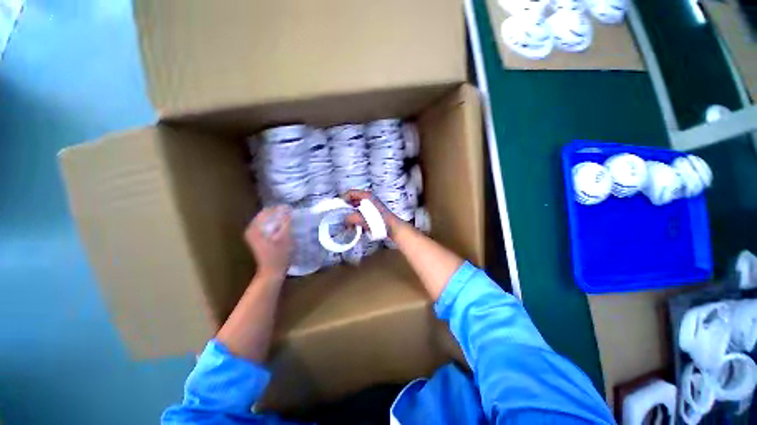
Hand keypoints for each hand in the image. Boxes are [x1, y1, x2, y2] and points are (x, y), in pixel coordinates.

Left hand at [245, 205, 292, 280]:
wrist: (272, 272)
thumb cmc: (279, 255)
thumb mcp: (285, 237)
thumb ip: (285, 221)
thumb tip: (287, 208)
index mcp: (254, 227)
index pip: (267, 210)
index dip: (280, 208)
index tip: (292, 209)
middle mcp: (251, 229)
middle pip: (266, 215)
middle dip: (279, 213)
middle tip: (292, 213)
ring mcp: (253, 234)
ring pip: (267, 220)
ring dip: (278, 218)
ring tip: (290, 219)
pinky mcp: (258, 239)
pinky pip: (268, 226)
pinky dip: (276, 224)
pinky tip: (284, 227)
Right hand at [343, 190, 405, 236]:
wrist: (392, 228)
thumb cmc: (379, 221)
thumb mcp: (361, 219)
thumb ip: (350, 218)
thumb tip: (344, 220)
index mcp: (366, 196)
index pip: (351, 193)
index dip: (343, 199)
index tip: (338, 207)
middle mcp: (369, 199)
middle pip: (353, 201)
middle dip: (346, 209)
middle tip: (342, 217)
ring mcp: (372, 206)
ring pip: (357, 208)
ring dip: (352, 216)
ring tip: (348, 224)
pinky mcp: (374, 213)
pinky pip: (362, 213)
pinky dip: (358, 219)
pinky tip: (356, 227)